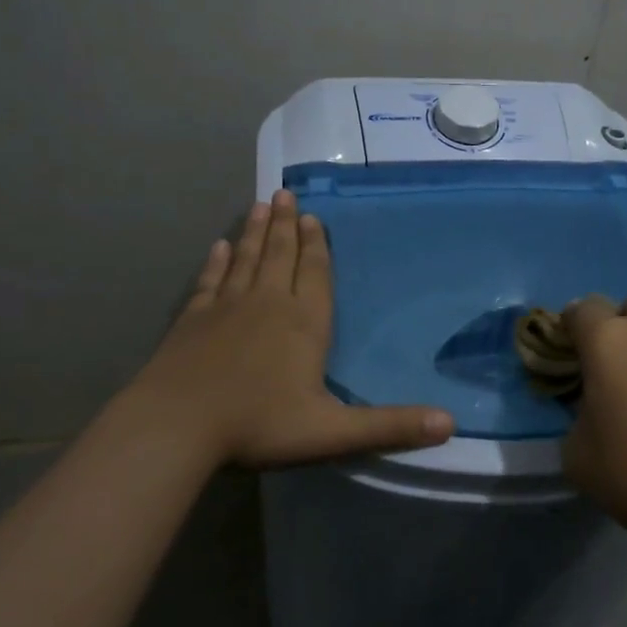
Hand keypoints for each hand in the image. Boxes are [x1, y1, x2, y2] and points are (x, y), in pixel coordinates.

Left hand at [121, 190, 454, 467]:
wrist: (176, 426)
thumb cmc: (258, 425)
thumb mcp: (333, 432)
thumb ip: (390, 426)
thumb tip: (451, 424)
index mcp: (304, 323)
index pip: (315, 274)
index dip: (316, 246)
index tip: (313, 217)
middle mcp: (267, 304)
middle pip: (279, 255)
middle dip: (285, 225)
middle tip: (285, 194)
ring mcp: (225, 308)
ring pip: (245, 260)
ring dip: (254, 232)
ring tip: (259, 204)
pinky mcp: (191, 320)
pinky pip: (209, 281)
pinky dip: (215, 262)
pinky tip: (217, 247)